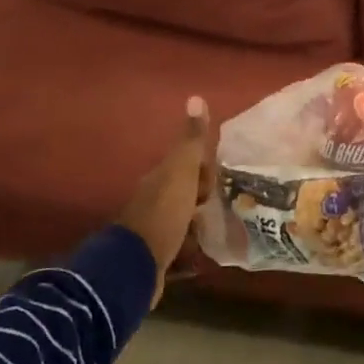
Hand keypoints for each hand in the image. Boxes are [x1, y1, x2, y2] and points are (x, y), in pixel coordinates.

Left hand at [118, 96, 215, 303]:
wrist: (137, 266)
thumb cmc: (164, 213)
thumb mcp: (182, 172)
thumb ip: (191, 140)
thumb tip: (195, 97)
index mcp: (159, 180)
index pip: (185, 167)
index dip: (204, 171)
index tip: (219, 181)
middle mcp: (152, 203)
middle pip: (183, 195)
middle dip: (203, 198)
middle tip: (226, 206)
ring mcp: (152, 233)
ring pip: (181, 223)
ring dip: (197, 226)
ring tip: (220, 232)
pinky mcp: (155, 260)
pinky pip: (179, 251)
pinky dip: (189, 254)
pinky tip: (202, 259)